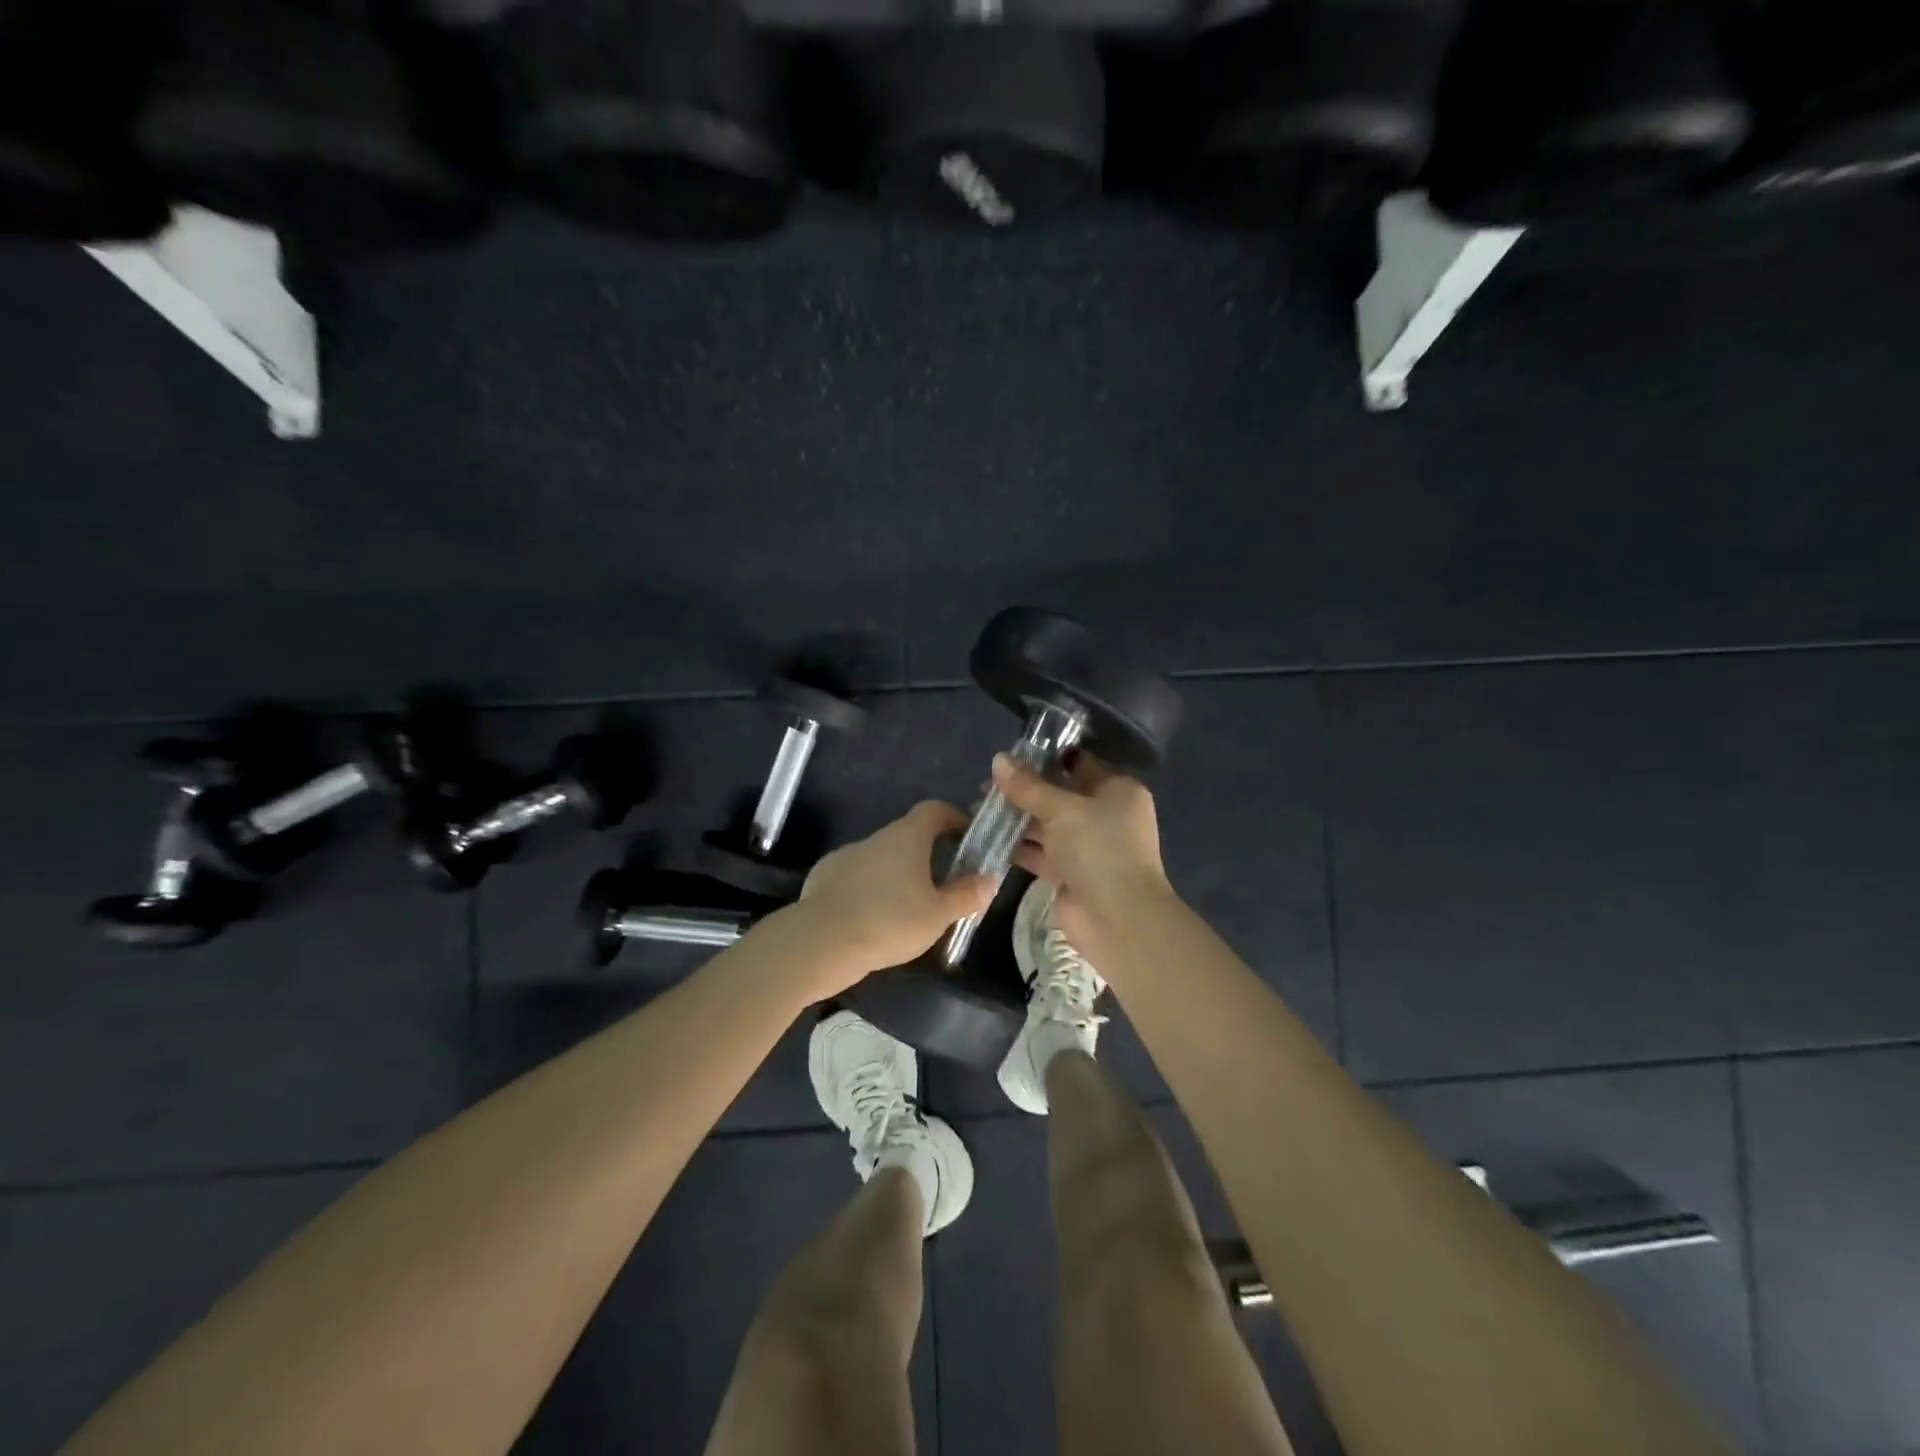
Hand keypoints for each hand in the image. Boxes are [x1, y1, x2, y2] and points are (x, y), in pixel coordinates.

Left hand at [789, 801, 996, 992]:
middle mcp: (877, 837)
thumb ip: (966, 895)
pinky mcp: (825, 877)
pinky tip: (873, 918)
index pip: (935, 809)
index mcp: (907, 836)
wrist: (820, 942)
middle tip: (944, 885)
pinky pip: (857, 876)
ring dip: (898, 874)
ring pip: (882, 857)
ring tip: (908, 909)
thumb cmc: (889, 922)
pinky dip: (870, 889)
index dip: (954, 818)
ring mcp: (847, 855)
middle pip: (909, 835)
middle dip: (929, 854)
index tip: (968, 838)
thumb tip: (988, 878)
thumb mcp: (938, 915)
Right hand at [993, 752, 1170, 946]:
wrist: (1117, 918)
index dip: (1045, 757)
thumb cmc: (1098, 849)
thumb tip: (998, 759)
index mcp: (1117, 790)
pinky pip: (1041, 853)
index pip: (1079, 763)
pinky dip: (1018, 846)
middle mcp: (1105, 815)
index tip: (1009, 756)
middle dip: (1024, 790)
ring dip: (1016, 818)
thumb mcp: (1061, 809)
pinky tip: (987, 838)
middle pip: (1059, 794)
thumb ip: (1028, 786)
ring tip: (978, 809)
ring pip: (1047, 824)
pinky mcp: (1071, 874)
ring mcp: (1088, 847)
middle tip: (986, 786)